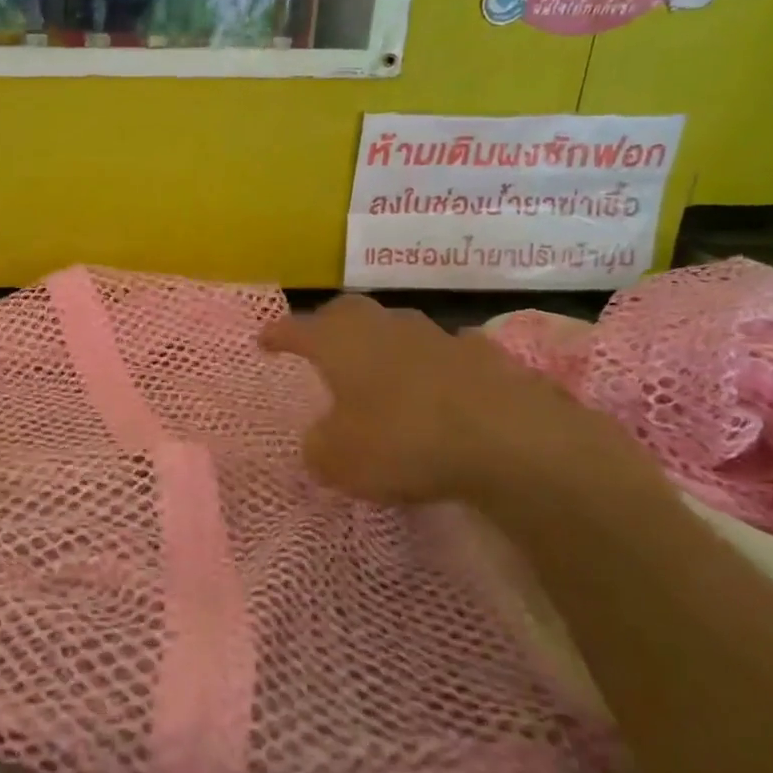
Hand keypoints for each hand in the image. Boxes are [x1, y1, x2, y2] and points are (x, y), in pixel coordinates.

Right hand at [260, 295, 644, 511]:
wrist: (508, 441)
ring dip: (382, 344)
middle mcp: (384, 327)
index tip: (263, 340)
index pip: (297, 329)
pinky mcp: (483, 356)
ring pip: (397, 327)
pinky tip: (436, 387)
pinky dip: (431, 366)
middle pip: (348, 312)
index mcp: (340, 343)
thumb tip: (322, 439)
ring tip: (377, 369)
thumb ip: (319, 447)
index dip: (278, 334)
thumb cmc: (402, 441)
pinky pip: (444, 353)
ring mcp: (436, 336)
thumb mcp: (339, 460)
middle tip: (319, 344)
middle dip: (328, 325)